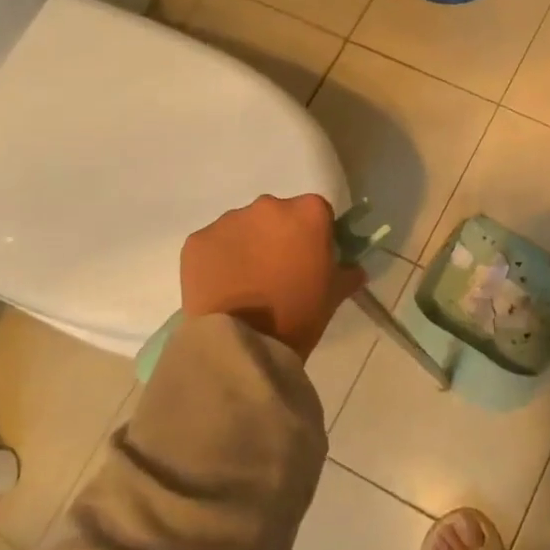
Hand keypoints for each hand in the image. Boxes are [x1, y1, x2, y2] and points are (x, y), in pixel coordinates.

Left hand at [181, 194, 365, 359]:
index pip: (317, 213)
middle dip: (278, 236)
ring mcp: (229, 221)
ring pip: (243, 227)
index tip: (311, 258)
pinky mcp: (197, 240)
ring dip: (247, 246)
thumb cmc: (298, 314)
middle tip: (278, 271)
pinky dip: (218, 259)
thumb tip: (353, 268)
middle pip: (277, 215)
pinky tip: (222, 286)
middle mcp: (268, 205)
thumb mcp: (334, 295)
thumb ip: (347, 273)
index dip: (315, 235)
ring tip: (246, 282)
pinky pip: (214, 244)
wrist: (243, 343)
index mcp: (308, 212)